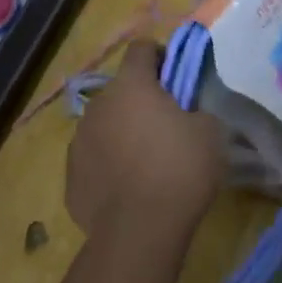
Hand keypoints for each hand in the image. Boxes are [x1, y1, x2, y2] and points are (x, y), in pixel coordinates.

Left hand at [66, 40, 223, 240]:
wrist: (139, 234)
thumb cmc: (179, 170)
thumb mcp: (211, 131)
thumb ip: (196, 110)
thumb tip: (188, 113)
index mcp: (131, 84)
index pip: (141, 48)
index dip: (160, 57)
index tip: (176, 80)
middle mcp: (99, 104)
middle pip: (121, 89)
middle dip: (141, 100)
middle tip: (165, 125)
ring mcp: (79, 141)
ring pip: (104, 124)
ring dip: (121, 132)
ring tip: (145, 161)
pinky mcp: (70, 178)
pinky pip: (93, 160)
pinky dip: (108, 166)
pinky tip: (127, 188)